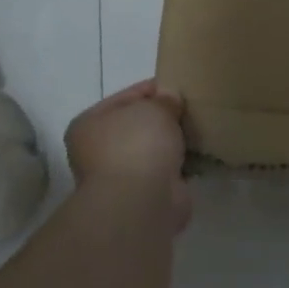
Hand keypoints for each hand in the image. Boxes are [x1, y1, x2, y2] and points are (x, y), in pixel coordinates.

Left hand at [66, 80, 190, 230]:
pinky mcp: (143, 194)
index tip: (181, 86)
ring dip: (172, 142)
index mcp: (90, 124)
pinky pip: (166, 169)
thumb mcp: (155, 108)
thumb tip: (171, 99)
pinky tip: (198, 154)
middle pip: (139, 124)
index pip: (127, 97)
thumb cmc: (138, 145)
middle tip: (192, 109)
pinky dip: (180, 164)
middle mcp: (98, 150)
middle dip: (165, 117)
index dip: (155, 89)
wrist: (141, 201)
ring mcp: (120, 174)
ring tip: (198, 129)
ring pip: (152, 148)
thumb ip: (165, 99)